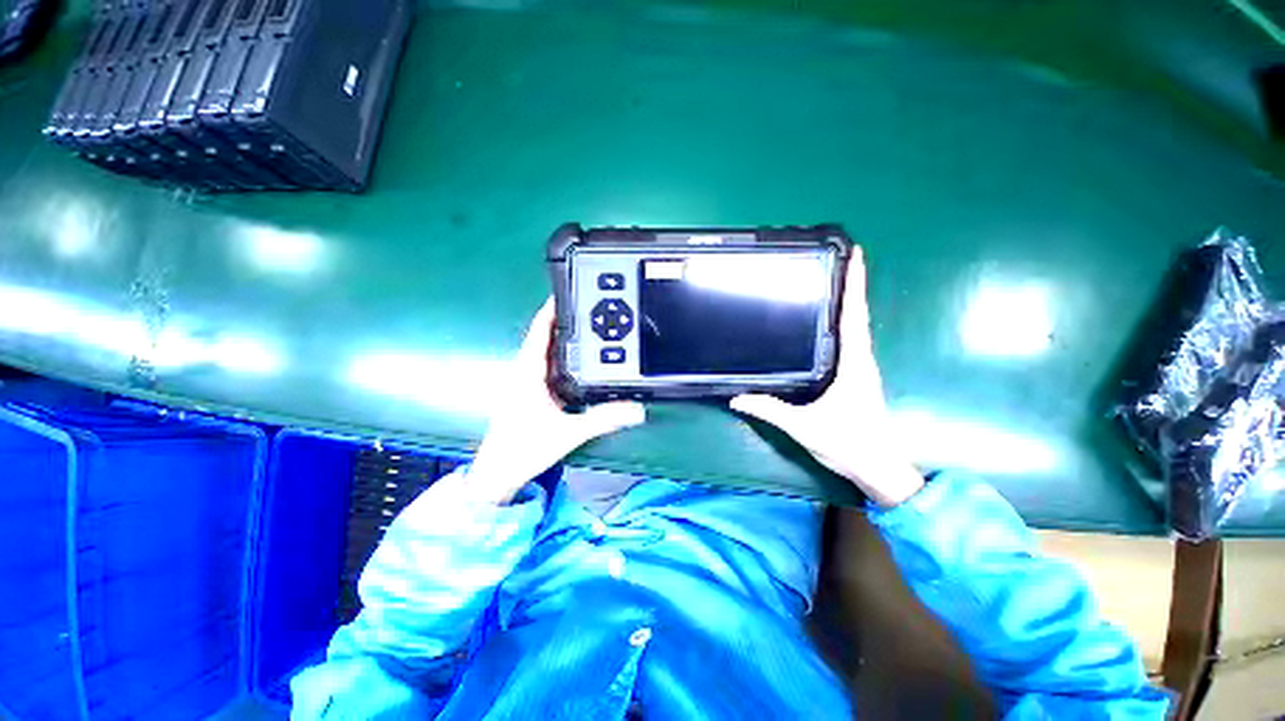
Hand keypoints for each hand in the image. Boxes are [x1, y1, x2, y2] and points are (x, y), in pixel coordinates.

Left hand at [467, 299, 645, 503]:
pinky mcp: (529, 392)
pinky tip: (579, 361)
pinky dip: (562, 357)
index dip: (552, 309)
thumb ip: (603, 419)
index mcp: (527, 372)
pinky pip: (547, 365)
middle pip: (544, 336)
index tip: (569, 292)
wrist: (498, 474)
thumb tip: (637, 409)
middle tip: (590, 308)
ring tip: (588, 328)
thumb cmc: (524, 449)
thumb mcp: (569, 432)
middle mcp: (524, 371)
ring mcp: (525, 382)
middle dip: (564, 320)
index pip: (540, 331)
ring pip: (546, 351)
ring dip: (563, 338)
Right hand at [731, 248, 923, 507]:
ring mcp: (861, 369)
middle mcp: (861, 360)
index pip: (854, 317)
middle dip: (852, 285)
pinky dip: (843, 323)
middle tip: (837, 260)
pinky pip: (850, 342)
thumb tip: (737, 397)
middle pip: (857, 315)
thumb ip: (770, 410)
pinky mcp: (857, 378)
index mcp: (853, 365)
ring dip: (849, 303)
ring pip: (855, 328)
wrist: (879, 469)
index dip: (856, 285)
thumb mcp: (804, 427)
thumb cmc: (849, 445)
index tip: (856, 255)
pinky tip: (827, 323)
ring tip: (832, 282)